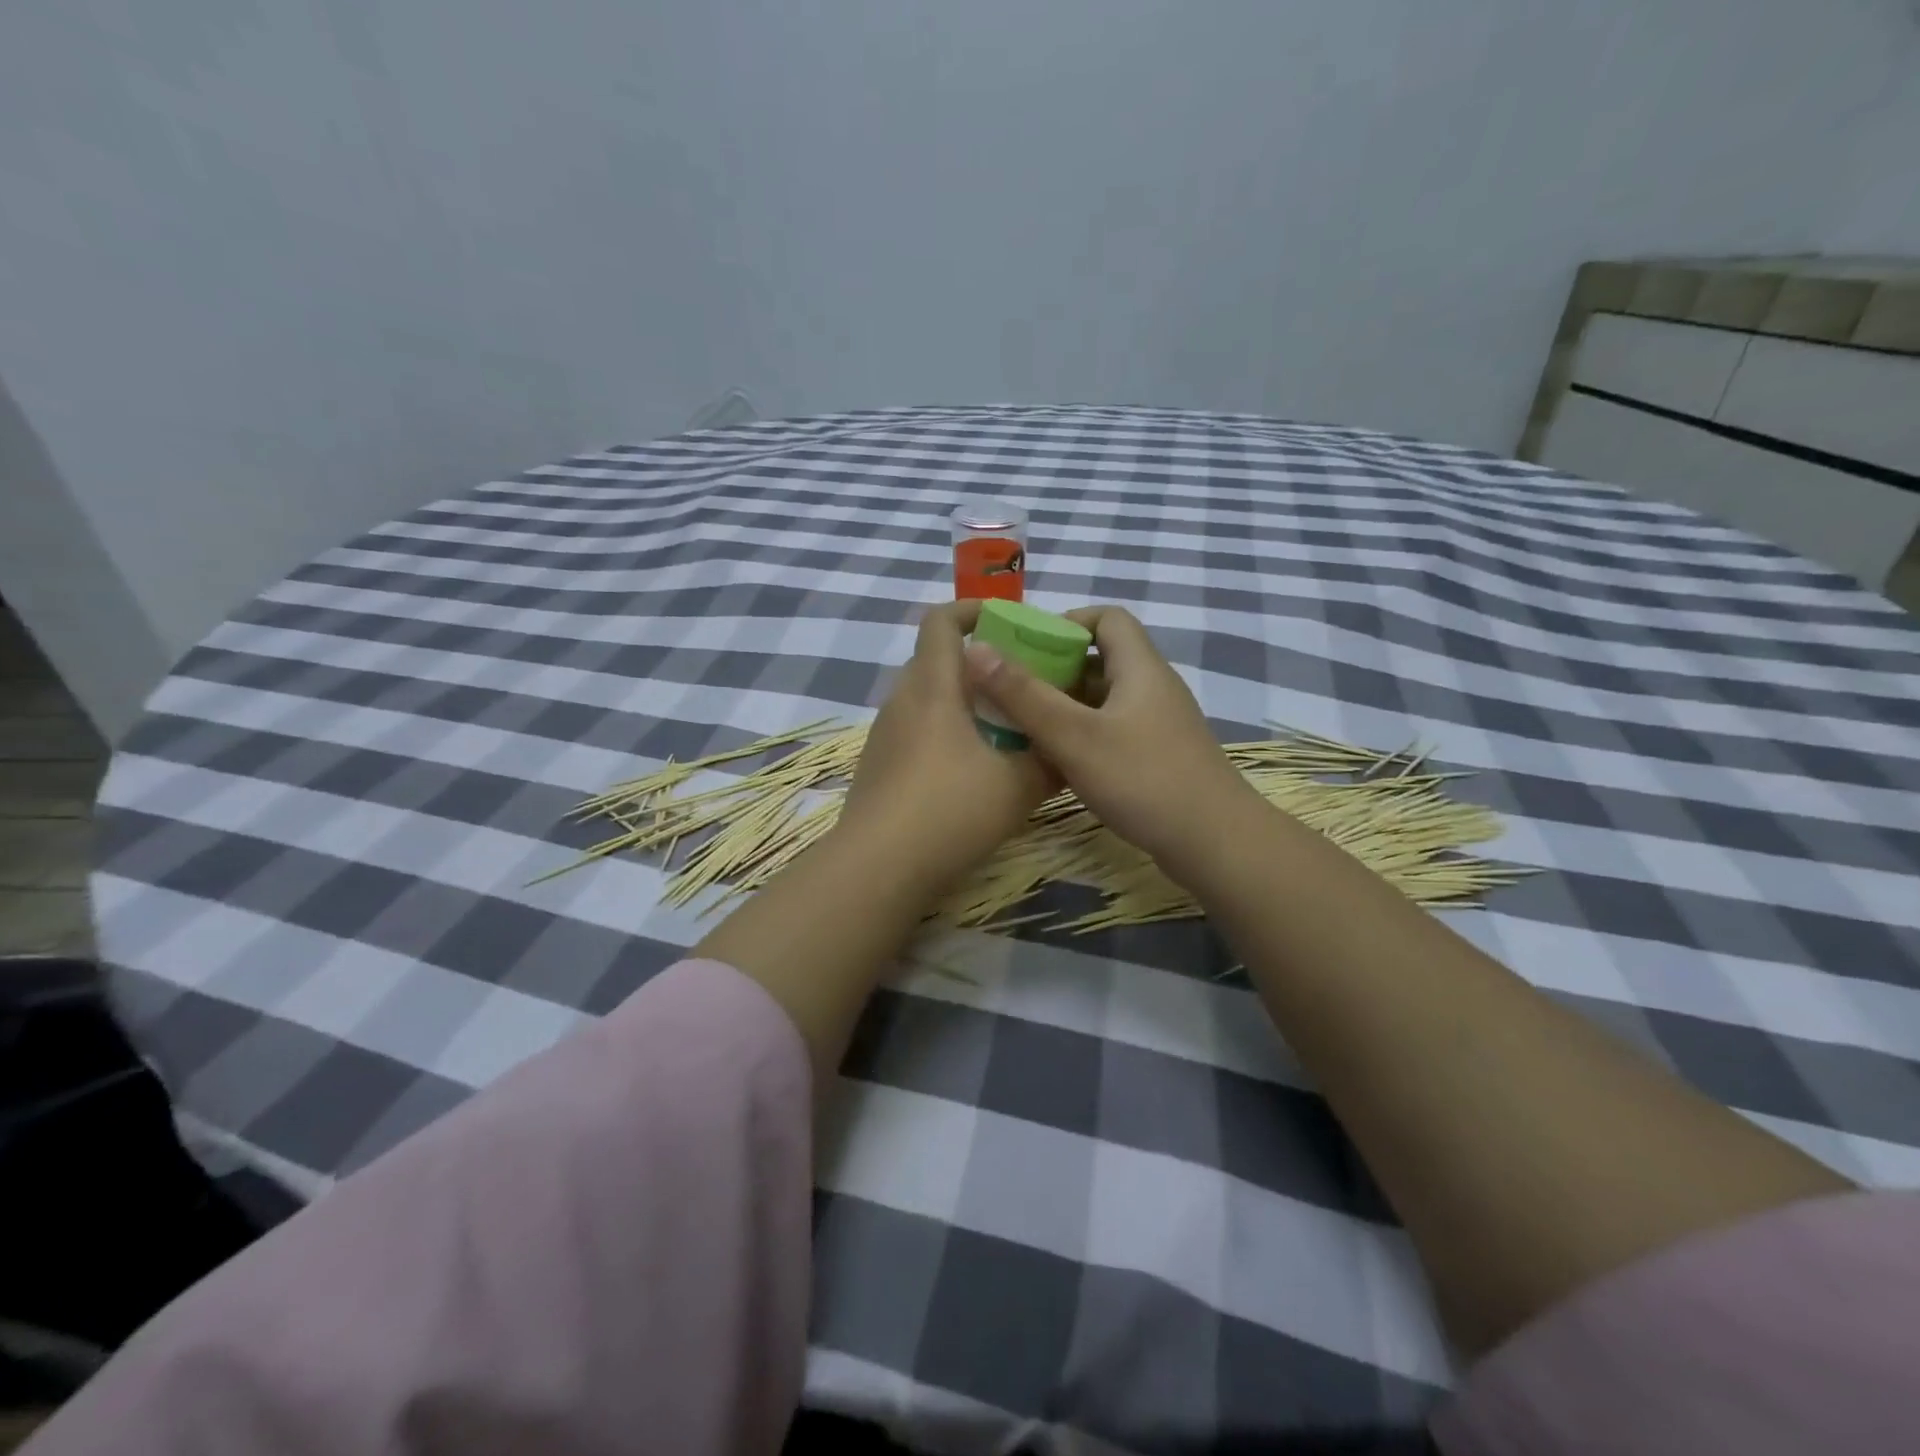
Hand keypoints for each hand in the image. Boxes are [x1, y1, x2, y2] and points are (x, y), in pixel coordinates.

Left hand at [839, 600, 1054, 887]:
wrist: (878, 868)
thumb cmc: (950, 811)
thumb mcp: (1018, 785)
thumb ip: (1050, 760)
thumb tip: (1070, 749)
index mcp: (932, 686)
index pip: (941, 620)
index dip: (973, 610)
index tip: (1008, 622)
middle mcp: (902, 700)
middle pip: (936, 660)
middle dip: (978, 664)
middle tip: (1018, 685)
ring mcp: (885, 735)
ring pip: (927, 700)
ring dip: (962, 703)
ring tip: (1002, 730)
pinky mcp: (879, 766)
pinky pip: (916, 732)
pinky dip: (945, 734)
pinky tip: (970, 772)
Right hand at [962, 605, 1260, 878]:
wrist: (1214, 843)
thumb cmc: (1143, 780)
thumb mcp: (1073, 736)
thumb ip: (1024, 695)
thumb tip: (975, 649)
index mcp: (1140, 668)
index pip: (1107, 617)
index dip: (1067, 622)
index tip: (1027, 646)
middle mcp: (1152, 688)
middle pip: (1101, 659)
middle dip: (1055, 669)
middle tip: (1012, 689)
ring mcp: (1158, 725)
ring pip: (1104, 699)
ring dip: (1065, 706)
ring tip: (1023, 723)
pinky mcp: (1158, 756)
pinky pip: (1113, 730)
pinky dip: (1082, 734)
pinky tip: (1055, 759)